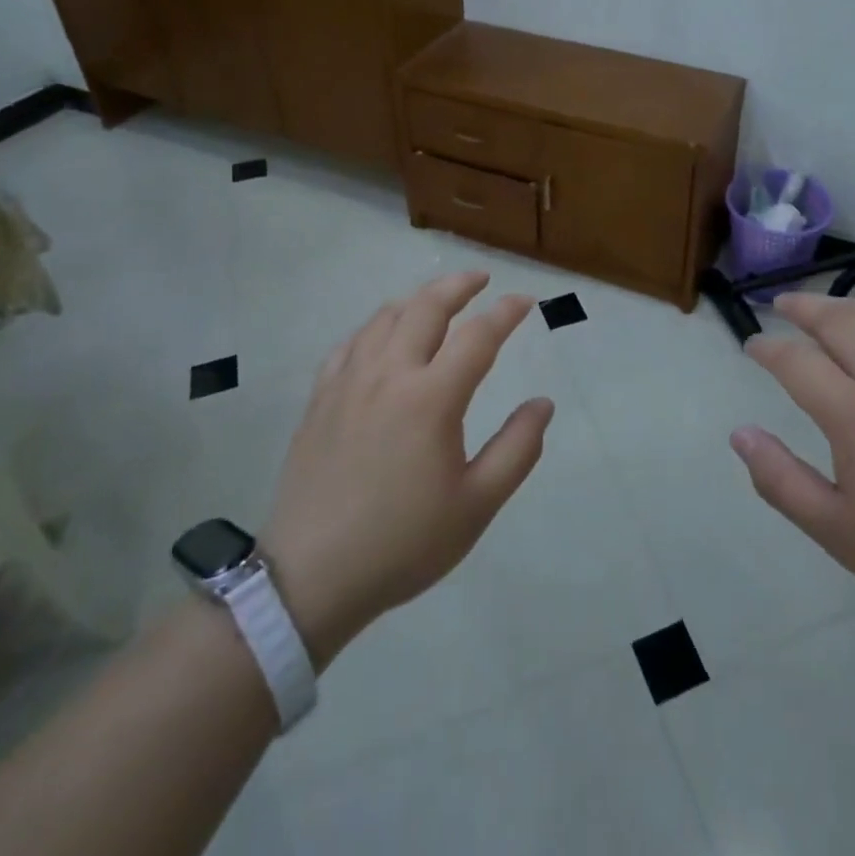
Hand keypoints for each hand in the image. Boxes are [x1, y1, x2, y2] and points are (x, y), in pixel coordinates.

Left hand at [263, 272, 552, 669]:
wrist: (311, 576)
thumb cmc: (402, 542)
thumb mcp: (476, 505)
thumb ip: (517, 449)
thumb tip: (543, 404)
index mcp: (431, 397)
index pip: (478, 336)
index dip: (506, 313)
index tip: (526, 301)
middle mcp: (390, 374)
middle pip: (426, 308)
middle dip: (459, 286)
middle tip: (480, 280)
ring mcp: (349, 382)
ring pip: (385, 318)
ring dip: (417, 300)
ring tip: (436, 300)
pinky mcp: (320, 399)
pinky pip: (350, 343)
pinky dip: (375, 327)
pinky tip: (381, 336)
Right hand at [732, 293, 854, 635]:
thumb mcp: (837, 531)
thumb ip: (780, 480)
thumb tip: (740, 434)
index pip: (796, 361)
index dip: (767, 348)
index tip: (753, 348)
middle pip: (838, 320)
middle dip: (802, 307)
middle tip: (781, 306)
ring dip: (846, 305)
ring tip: (827, 308)